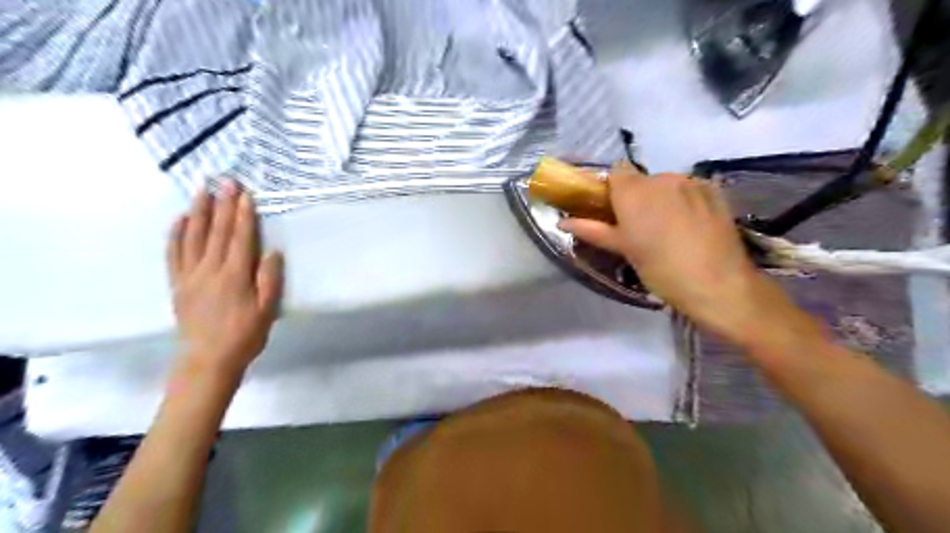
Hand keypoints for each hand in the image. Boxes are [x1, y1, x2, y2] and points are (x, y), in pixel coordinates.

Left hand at [165, 180, 282, 377]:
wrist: (208, 360)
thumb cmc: (245, 335)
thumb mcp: (267, 310)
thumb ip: (269, 280)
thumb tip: (271, 252)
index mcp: (235, 275)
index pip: (240, 238)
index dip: (243, 215)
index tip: (245, 194)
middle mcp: (210, 270)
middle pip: (217, 232)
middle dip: (222, 205)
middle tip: (225, 181)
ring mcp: (190, 275)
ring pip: (193, 237)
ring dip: (198, 212)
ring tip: (202, 191)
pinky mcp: (178, 284)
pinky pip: (174, 254)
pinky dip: (176, 234)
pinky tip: (180, 220)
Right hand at [559, 163, 783, 344]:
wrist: (718, 283)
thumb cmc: (660, 269)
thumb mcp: (623, 250)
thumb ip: (592, 230)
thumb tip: (562, 222)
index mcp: (633, 192)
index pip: (616, 171)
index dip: (613, 189)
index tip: (615, 212)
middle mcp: (661, 178)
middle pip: (642, 179)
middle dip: (637, 197)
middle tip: (641, 227)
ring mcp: (690, 181)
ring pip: (666, 183)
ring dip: (661, 198)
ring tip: (670, 229)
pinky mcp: (713, 190)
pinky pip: (689, 187)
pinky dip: (684, 200)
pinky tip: (691, 224)